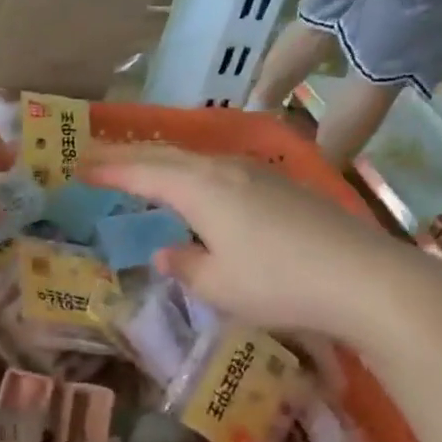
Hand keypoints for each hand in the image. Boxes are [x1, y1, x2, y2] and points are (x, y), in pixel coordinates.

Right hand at [81, 144, 435, 340]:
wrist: (363, 277)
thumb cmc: (278, 283)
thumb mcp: (218, 285)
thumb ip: (184, 266)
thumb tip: (167, 254)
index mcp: (200, 188)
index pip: (143, 172)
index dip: (108, 169)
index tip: (78, 166)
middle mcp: (226, 169)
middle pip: (169, 156)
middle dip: (131, 157)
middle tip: (99, 160)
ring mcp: (259, 174)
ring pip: (198, 161)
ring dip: (165, 164)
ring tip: (144, 172)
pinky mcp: (284, 187)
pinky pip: (224, 172)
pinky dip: (196, 176)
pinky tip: (201, 192)